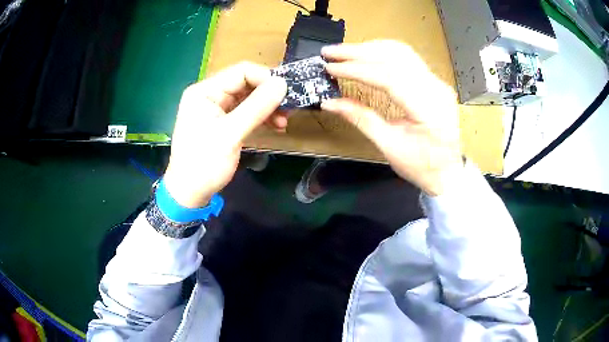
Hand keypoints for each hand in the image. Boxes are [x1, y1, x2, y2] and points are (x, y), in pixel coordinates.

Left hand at [163, 62, 286, 207]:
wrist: (190, 193)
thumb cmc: (204, 164)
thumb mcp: (230, 134)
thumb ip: (256, 107)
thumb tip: (283, 83)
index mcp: (204, 91)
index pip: (241, 71)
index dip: (266, 78)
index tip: (288, 93)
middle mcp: (209, 94)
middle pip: (246, 83)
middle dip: (269, 95)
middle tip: (289, 109)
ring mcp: (216, 108)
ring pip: (248, 97)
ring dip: (268, 107)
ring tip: (283, 122)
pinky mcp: (222, 121)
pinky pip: (246, 111)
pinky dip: (261, 117)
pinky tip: (274, 126)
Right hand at [321, 40, 462, 195]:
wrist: (448, 172)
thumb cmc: (421, 166)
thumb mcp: (389, 146)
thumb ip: (361, 119)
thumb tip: (330, 102)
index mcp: (428, 109)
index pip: (389, 77)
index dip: (356, 70)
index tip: (330, 67)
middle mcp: (436, 88)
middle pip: (394, 57)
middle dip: (358, 52)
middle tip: (330, 53)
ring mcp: (437, 82)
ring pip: (401, 52)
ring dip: (370, 48)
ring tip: (344, 52)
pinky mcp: (434, 81)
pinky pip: (407, 58)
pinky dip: (383, 52)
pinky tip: (367, 54)